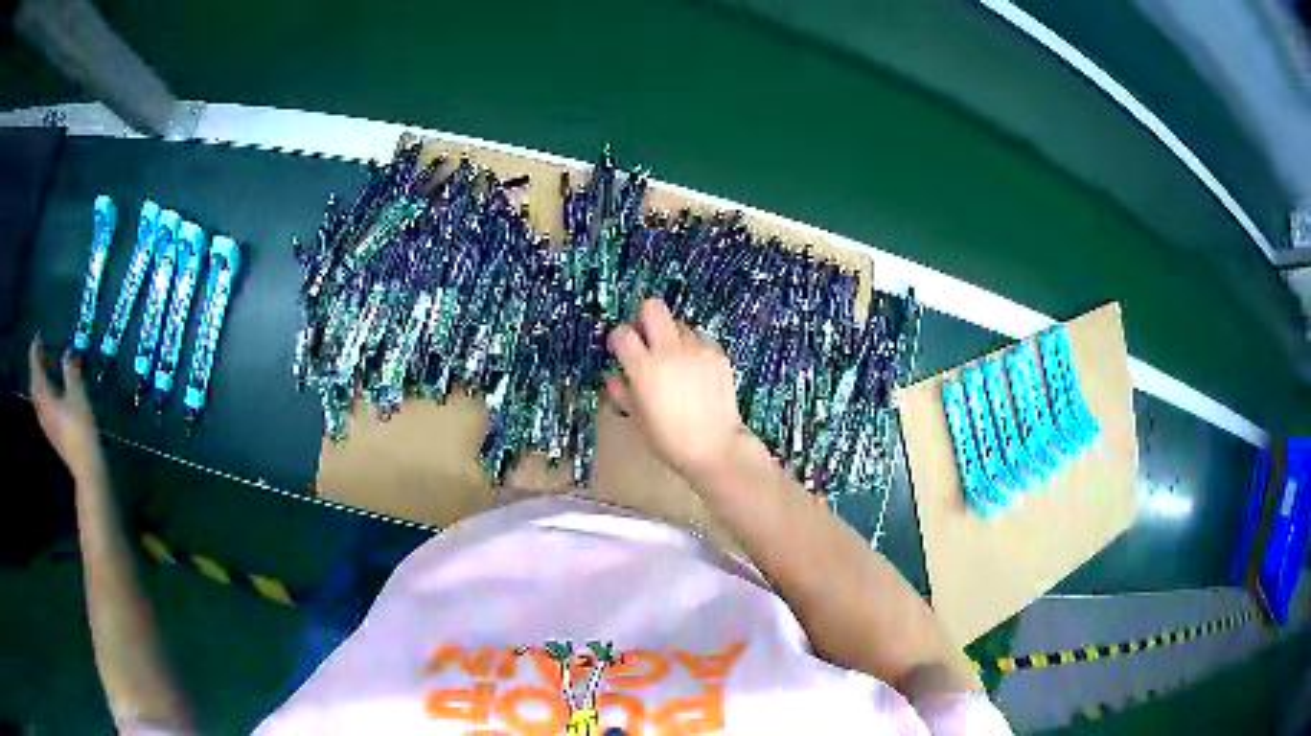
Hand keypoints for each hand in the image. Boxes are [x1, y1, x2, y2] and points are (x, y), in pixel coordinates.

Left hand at [29, 336, 104, 481]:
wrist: (86, 465)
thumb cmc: (80, 427)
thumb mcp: (78, 394)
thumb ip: (71, 372)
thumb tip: (67, 354)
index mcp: (45, 399)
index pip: (37, 372)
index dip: (36, 354)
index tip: (37, 340)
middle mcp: (42, 411)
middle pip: (35, 387)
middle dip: (37, 369)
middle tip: (43, 354)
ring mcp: (47, 425)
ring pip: (39, 399)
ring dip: (42, 383)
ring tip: (48, 372)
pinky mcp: (53, 434)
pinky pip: (45, 409)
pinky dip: (46, 396)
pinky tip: (54, 395)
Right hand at [606, 299, 748, 477]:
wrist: (715, 447)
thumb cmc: (669, 439)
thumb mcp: (638, 418)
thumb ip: (623, 392)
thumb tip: (616, 377)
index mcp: (644, 368)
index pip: (622, 333)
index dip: (619, 339)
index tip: (621, 350)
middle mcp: (670, 351)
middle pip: (652, 307)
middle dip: (645, 319)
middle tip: (647, 340)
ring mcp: (697, 350)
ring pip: (679, 323)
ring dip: (672, 336)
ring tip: (675, 361)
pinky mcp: (718, 354)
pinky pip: (701, 339)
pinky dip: (694, 349)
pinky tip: (696, 371)